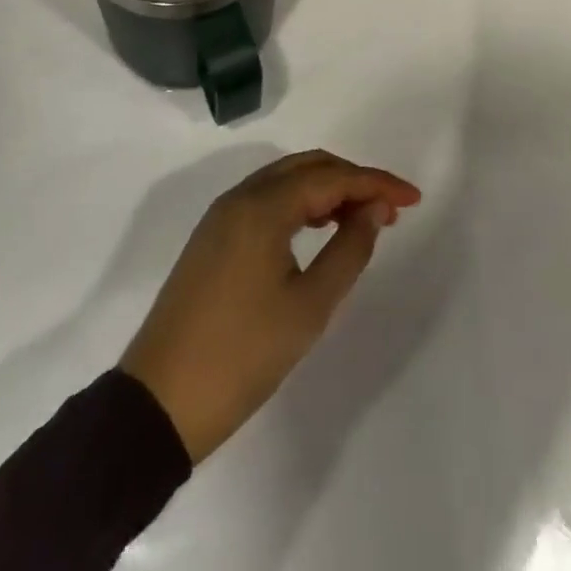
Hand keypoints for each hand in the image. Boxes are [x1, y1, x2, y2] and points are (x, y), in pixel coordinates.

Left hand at [119, 151, 421, 462]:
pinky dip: (300, 203)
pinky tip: (318, 227)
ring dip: (327, 189)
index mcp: (263, 207)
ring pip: (286, 180)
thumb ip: (349, 250)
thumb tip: (373, 211)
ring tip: (361, 217)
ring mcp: (222, 216)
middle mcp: (241, 197)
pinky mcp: (213, 237)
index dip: (377, 183)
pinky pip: (267, 199)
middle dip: (353, 180)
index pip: (332, 177)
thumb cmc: (241, 355)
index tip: (413, 198)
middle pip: (309, 167)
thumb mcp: (309, 307)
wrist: (157, 404)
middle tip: (389, 209)